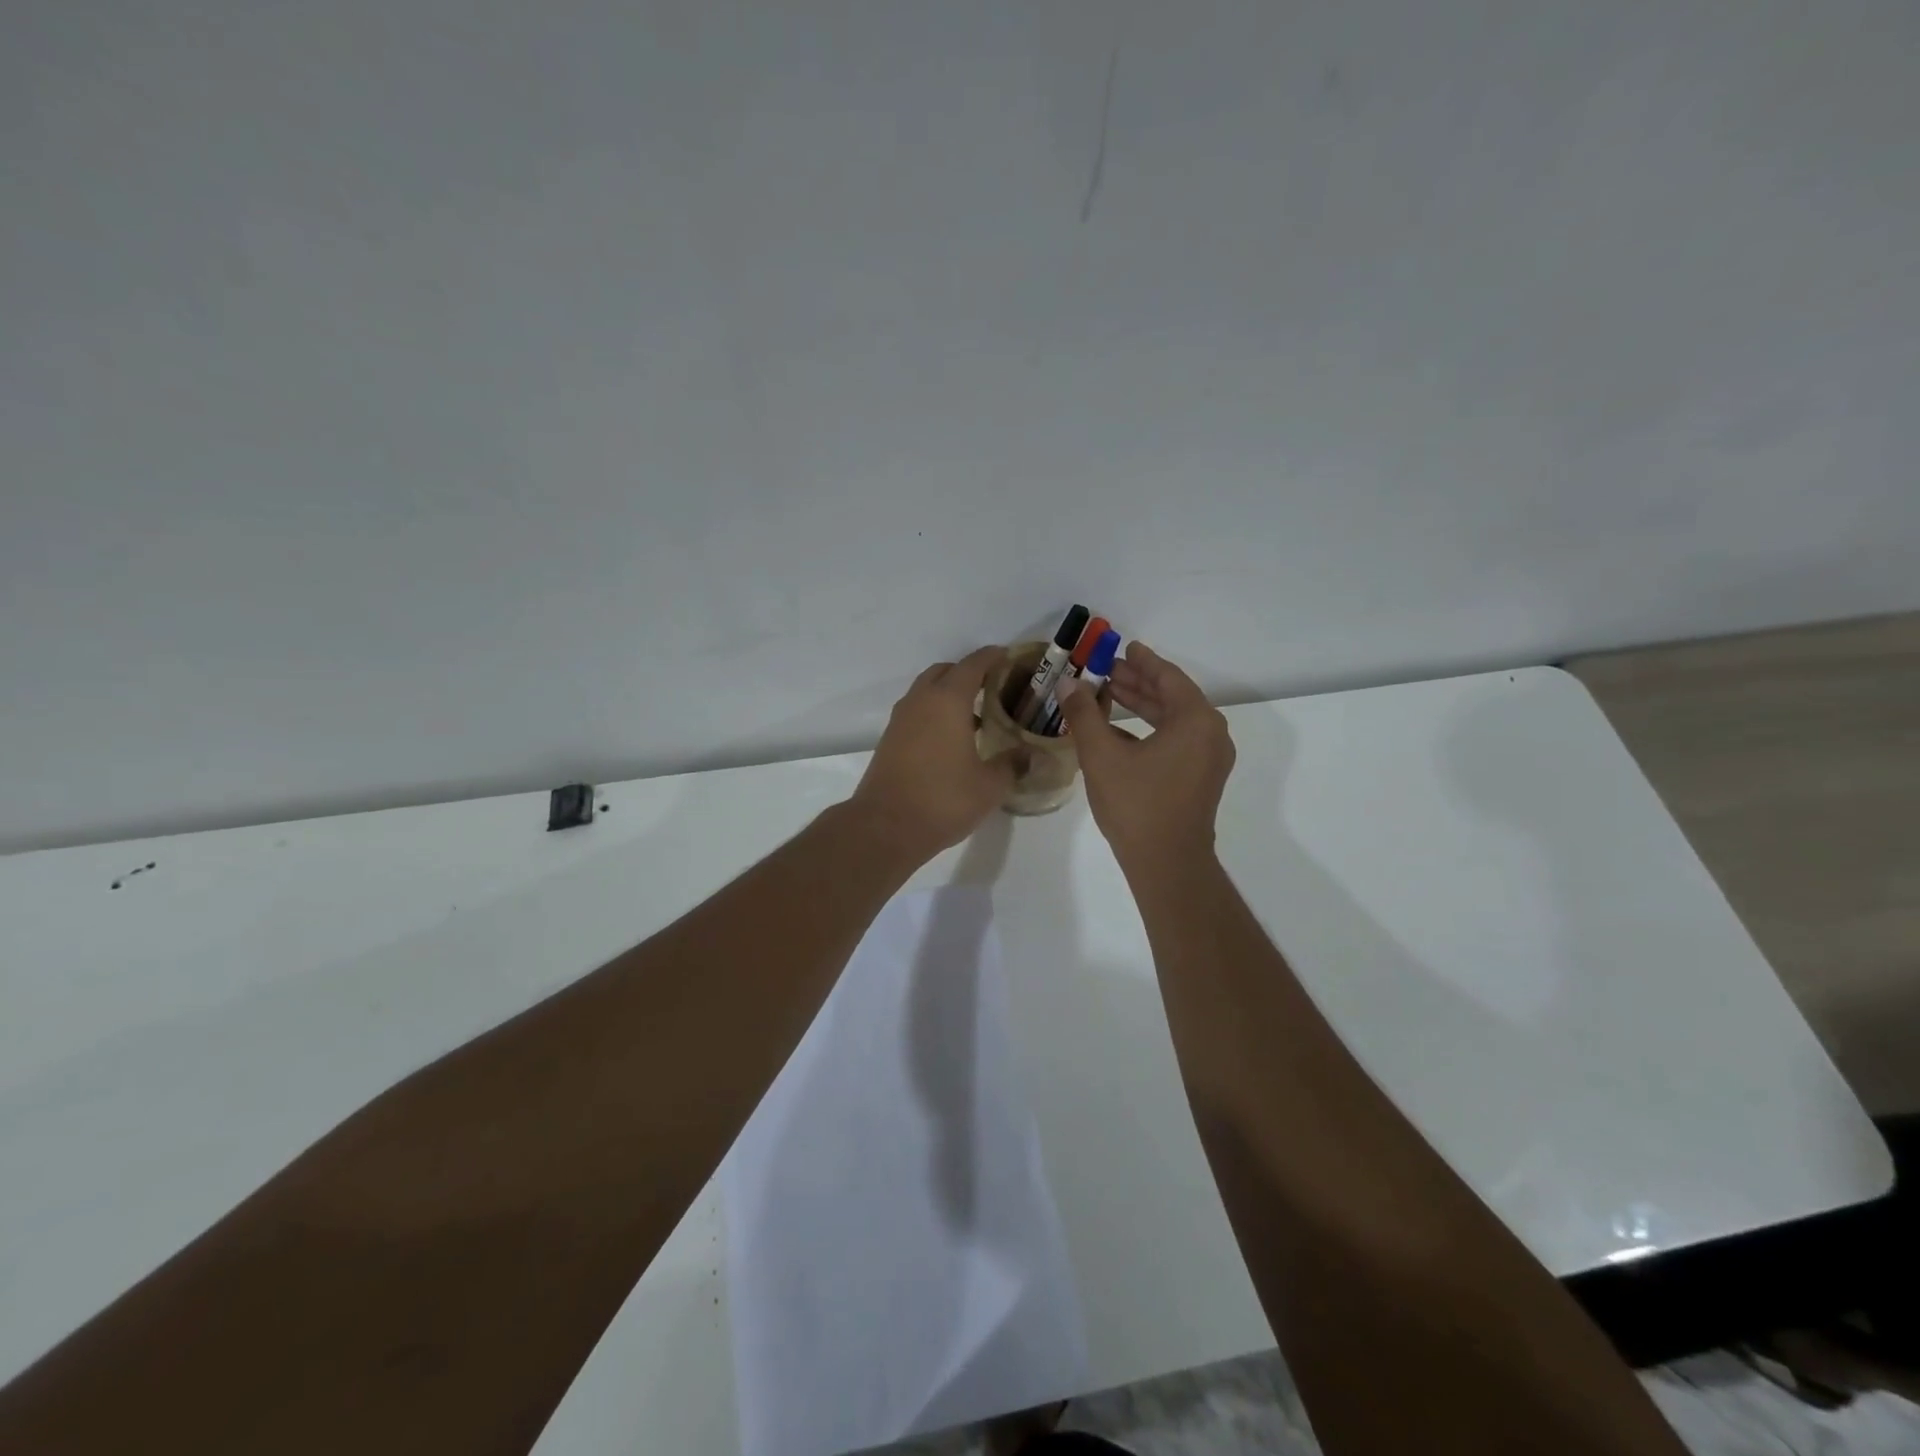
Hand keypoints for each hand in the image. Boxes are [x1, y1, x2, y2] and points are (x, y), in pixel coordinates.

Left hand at [851, 647, 1020, 860]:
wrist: (885, 827)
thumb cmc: (943, 800)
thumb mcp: (990, 786)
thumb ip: (1013, 764)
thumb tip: (1033, 755)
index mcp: (948, 700)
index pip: (973, 664)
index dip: (993, 657)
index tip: (1010, 658)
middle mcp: (921, 700)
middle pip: (946, 671)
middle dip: (969, 673)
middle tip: (994, 688)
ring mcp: (901, 719)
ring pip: (927, 691)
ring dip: (949, 694)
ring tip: (976, 717)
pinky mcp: (889, 739)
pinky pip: (916, 711)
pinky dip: (934, 712)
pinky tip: (952, 740)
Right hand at [1055, 642, 1234, 873]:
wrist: (1167, 863)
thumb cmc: (1137, 804)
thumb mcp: (1102, 755)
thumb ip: (1084, 714)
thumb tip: (1068, 683)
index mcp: (1196, 721)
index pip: (1168, 677)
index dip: (1142, 661)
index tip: (1122, 647)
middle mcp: (1211, 734)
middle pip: (1172, 696)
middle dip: (1138, 682)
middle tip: (1106, 670)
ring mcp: (1209, 758)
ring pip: (1173, 719)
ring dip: (1142, 705)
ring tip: (1108, 693)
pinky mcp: (1201, 777)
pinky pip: (1176, 740)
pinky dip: (1149, 729)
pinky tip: (1117, 730)